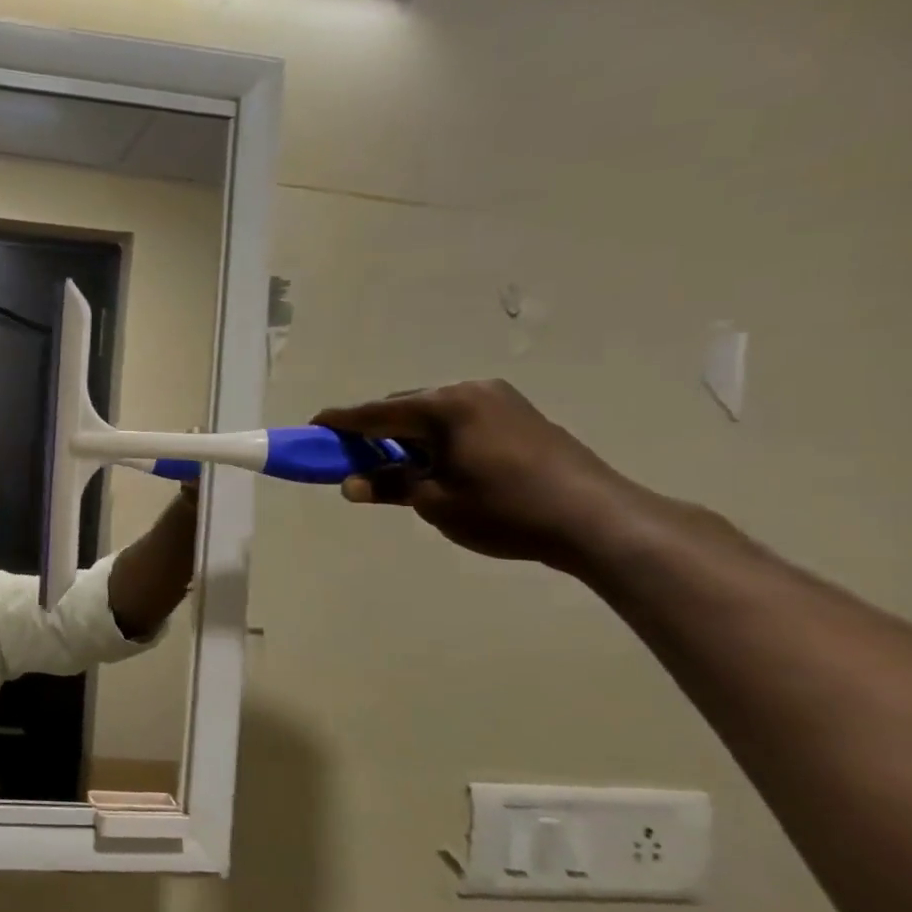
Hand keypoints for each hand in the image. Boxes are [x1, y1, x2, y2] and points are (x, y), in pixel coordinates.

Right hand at [311, 380, 653, 570]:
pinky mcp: (520, 414)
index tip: (313, 426)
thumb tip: (351, 484)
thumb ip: (389, 486)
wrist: (598, 520)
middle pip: (404, 407)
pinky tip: (436, 461)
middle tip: (354, 456)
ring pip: (433, 412)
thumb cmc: (505, 510)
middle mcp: (469, 391)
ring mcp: (500, 399)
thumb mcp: (435, 502)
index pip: (376, 413)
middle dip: (376, 429)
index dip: (341, 422)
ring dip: (408, 434)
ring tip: (396, 464)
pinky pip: (460, 419)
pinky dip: (437, 436)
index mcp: (444, 407)